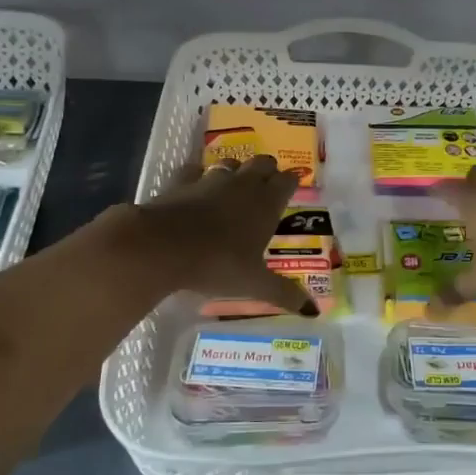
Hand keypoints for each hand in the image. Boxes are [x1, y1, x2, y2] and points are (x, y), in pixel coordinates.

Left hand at [130, 156, 315, 315]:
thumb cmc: (217, 263)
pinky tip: (196, 186)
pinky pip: (194, 170)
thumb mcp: (254, 284)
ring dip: (237, 171)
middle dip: (268, 171)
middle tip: (267, 187)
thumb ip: (284, 294)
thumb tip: (313, 311)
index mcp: (266, 203)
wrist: (162, 246)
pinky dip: (198, 175)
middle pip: (263, 163)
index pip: (288, 180)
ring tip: (235, 187)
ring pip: (231, 163)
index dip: (291, 183)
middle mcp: (243, 184)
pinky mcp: (182, 181)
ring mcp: (211, 179)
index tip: (292, 190)